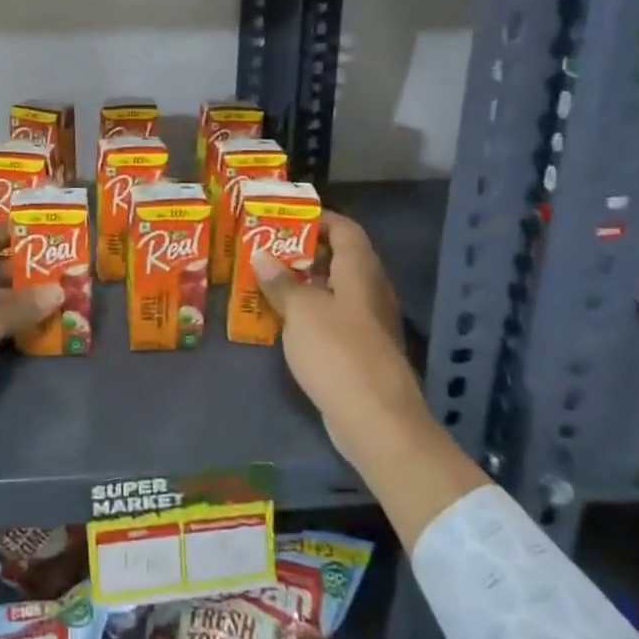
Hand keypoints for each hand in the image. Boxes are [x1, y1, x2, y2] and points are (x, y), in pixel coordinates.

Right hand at [252, 214, 423, 470]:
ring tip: (267, 281)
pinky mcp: (363, 351)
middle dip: (304, 252)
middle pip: (340, 258)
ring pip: (336, 290)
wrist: (376, 420)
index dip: (318, 219)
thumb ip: (281, 282)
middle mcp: (371, 290)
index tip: (284, 219)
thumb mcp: (301, 310)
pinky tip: (284, 320)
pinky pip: (335, 318)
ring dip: (305, 284)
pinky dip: (311, 313)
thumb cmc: (337, 351)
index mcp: (361, 270)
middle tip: (267, 250)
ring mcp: (370, 323)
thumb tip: (261, 256)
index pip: (345, 229)